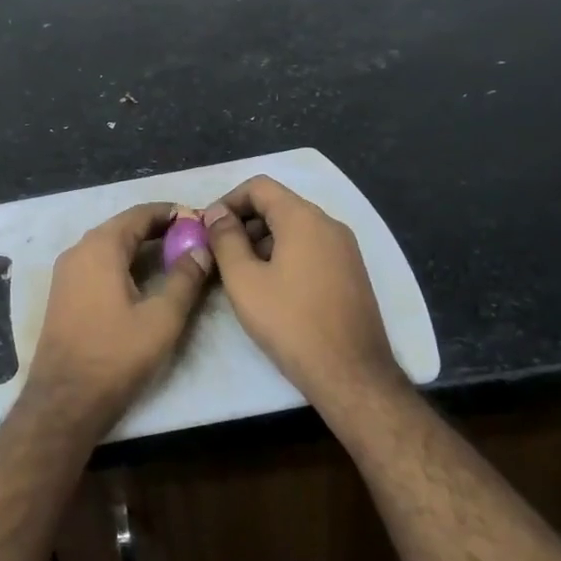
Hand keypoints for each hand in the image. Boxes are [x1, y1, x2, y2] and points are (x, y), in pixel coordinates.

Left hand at [24, 202, 213, 437]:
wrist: (65, 399)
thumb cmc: (116, 354)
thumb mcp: (161, 318)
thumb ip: (185, 279)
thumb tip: (202, 249)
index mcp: (100, 247)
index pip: (138, 214)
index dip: (170, 213)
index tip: (198, 218)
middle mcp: (78, 250)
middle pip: (122, 226)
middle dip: (156, 228)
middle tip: (190, 237)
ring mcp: (66, 272)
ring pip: (108, 245)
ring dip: (138, 244)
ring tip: (173, 254)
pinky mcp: (63, 292)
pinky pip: (97, 262)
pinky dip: (122, 260)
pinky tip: (142, 277)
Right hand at [203, 177, 403, 407]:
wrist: (351, 374)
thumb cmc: (290, 322)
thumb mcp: (244, 280)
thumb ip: (225, 239)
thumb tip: (216, 213)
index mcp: (304, 218)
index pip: (259, 186)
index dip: (228, 201)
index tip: (208, 228)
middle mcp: (329, 224)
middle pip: (278, 205)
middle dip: (245, 223)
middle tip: (220, 254)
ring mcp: (346, 249)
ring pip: (295, 228)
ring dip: (263, 241)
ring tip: (243, 274)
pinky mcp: (352, 272)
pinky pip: (312, 248)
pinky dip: (286, 255)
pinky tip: (273, 288)